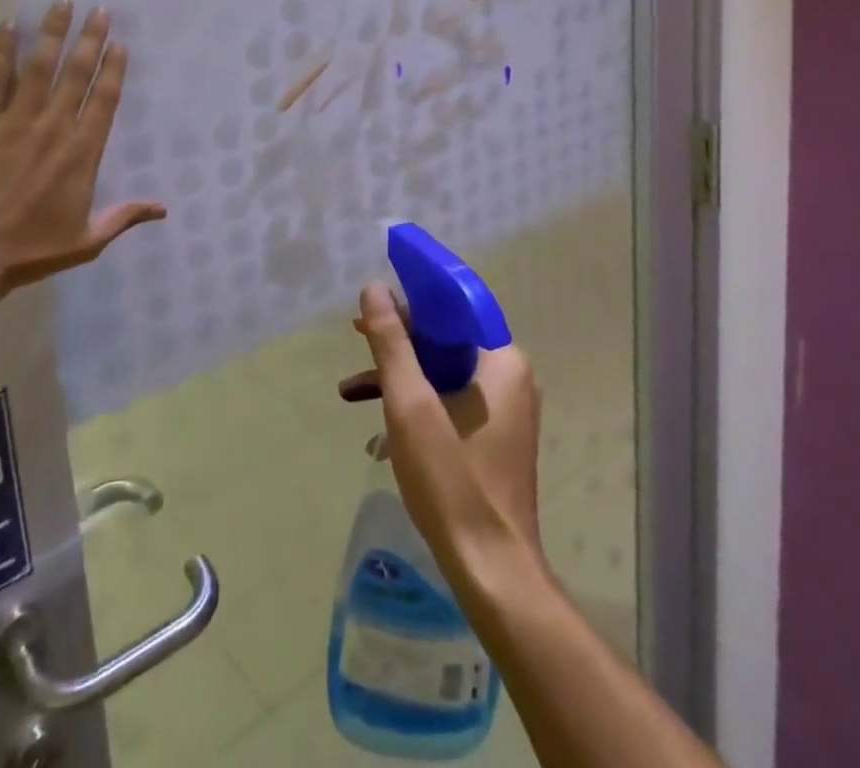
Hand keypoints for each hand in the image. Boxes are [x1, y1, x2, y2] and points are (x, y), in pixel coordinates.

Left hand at [0, 2, 164, 293]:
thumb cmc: (31, 250)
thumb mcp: (87, 240)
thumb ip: (124, 216)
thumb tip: (164, 208)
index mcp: (82, 153)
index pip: (103, 100)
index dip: (113, 68)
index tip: (119, 43)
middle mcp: (52, 128)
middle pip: (76, 74)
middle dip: (89, 39)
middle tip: (98, 10)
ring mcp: (13, 123)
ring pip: (38, 68)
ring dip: (52, 34)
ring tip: (61, 5)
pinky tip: (7, 26)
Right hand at [339, 284, 543, 575]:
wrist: (491, 571)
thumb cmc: (453, 480)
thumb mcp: (410, 405)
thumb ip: (392, 343)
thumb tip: (374, 288)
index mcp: (501, 361)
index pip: (455, 307)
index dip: (413, 297)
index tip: (375, 299)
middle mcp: (509, 377)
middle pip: (446, 339)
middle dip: (398, 340)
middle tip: (355, 338)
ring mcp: (503, 411)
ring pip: (443, 373)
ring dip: (399, 378)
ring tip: (350, 390)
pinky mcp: (492, 438)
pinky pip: (449, 403)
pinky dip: (415, 407)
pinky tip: (378, 434)